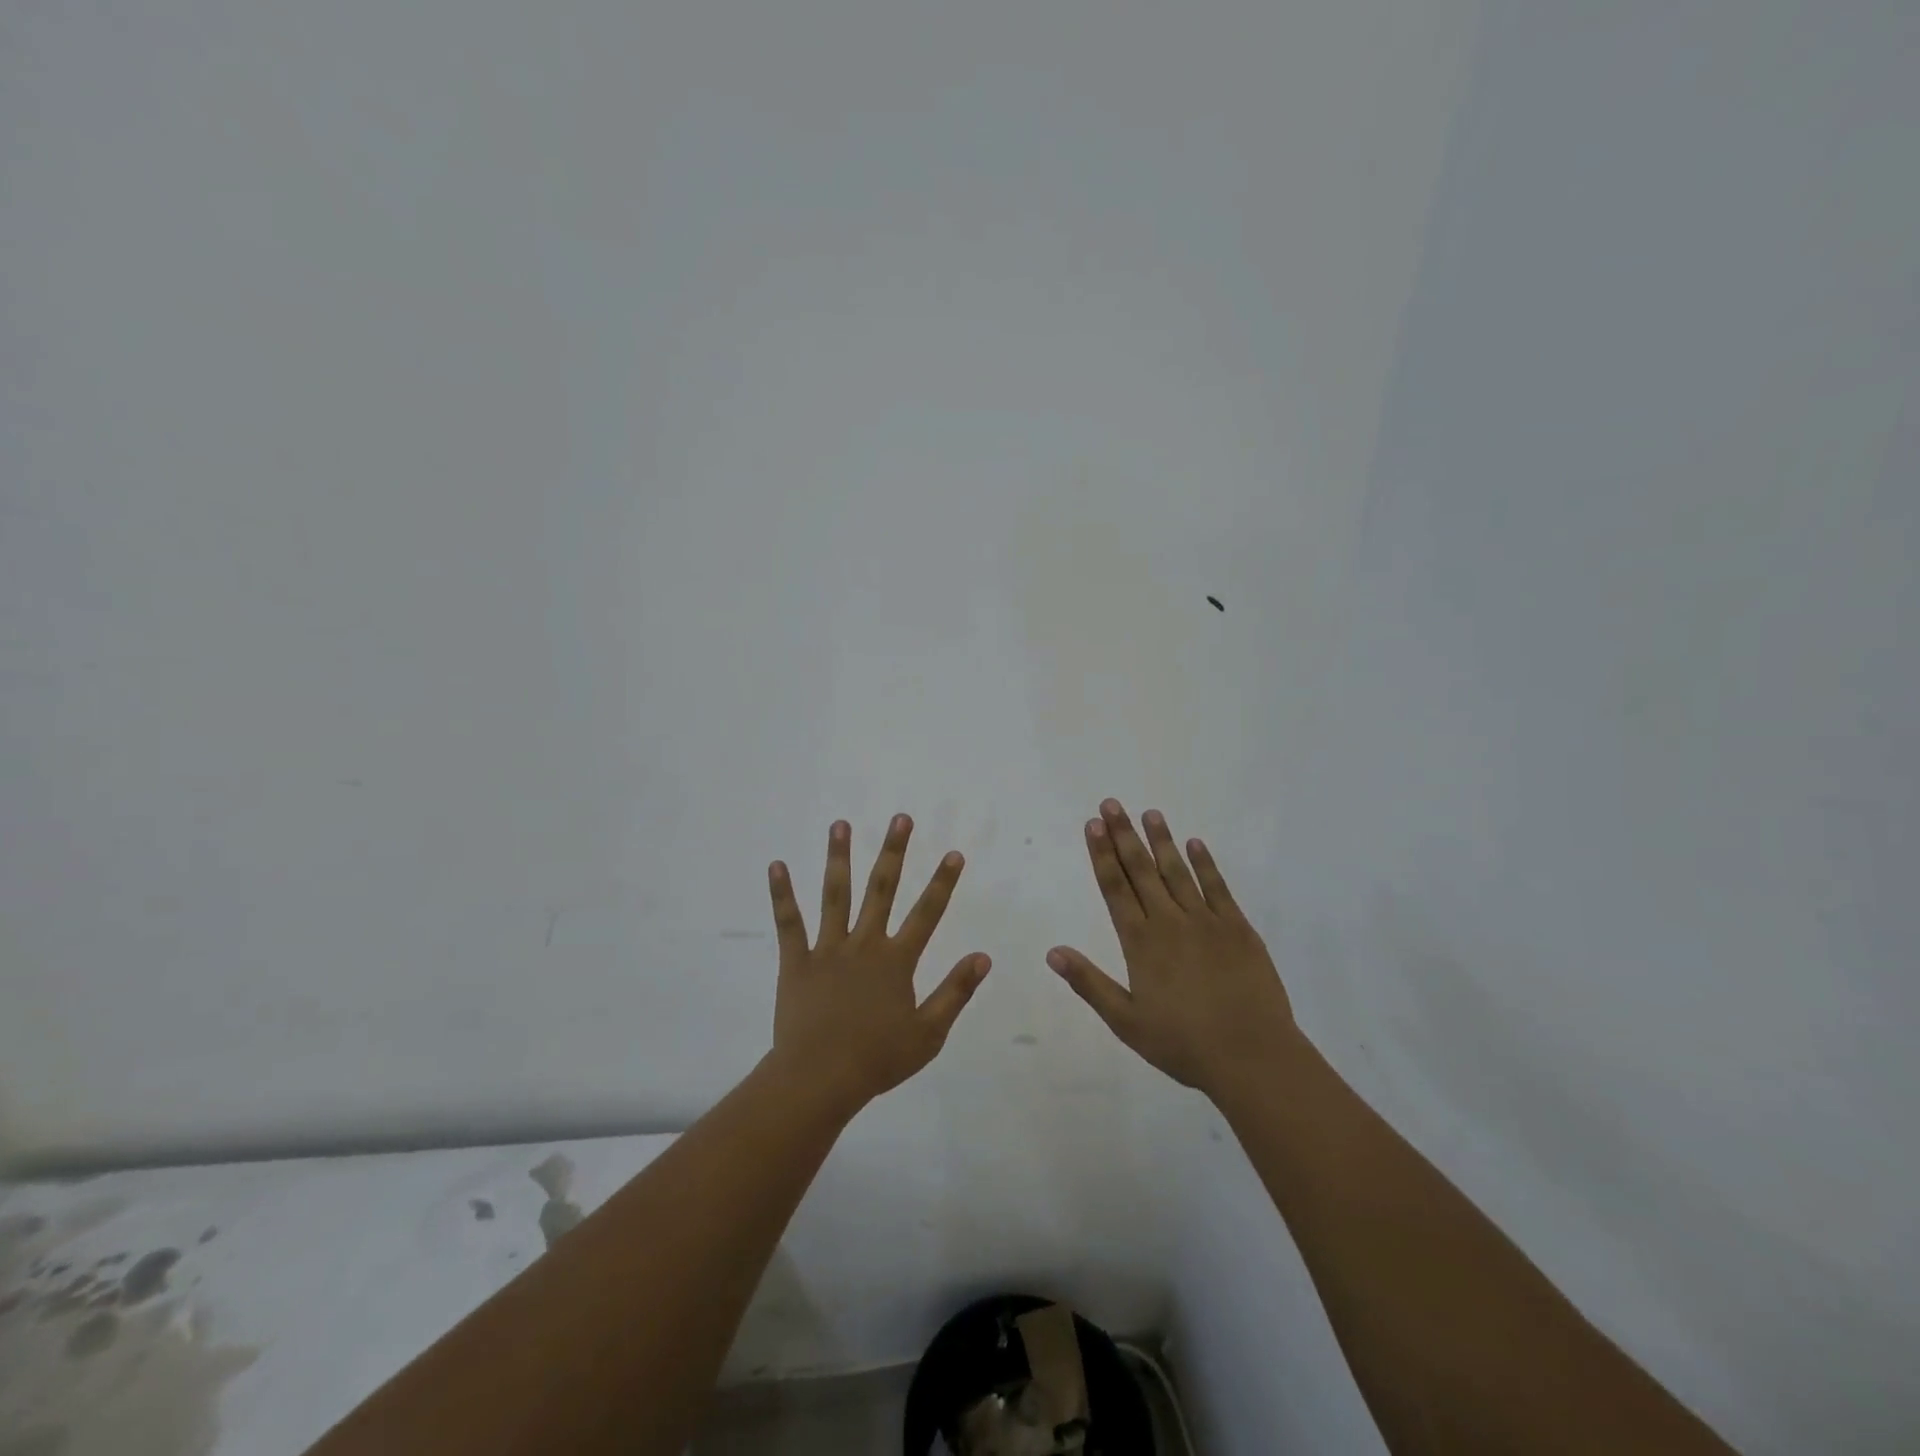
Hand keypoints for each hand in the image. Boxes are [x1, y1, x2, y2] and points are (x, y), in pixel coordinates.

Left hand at [766, 813, 990, 1115]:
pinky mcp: (796, 961)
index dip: (942, 883)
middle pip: (882, 889)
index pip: (927, 913)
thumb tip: (983, 956)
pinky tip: (776, 865)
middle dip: (894, 852)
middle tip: (900, 818)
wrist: (820, 1079)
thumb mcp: (929, 1033)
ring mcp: (828, 949)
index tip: (953, 853)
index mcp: (896, 961)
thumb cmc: (877, 1059)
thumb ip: (955, 991)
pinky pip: (789, 923)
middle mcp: (864, 944)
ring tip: (841, 824)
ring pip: (835, 894)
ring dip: (839, 858)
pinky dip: (782, 894)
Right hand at [1048, 799, 1296, 1099]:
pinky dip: (1205, 864)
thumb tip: (1053, 952)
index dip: (1102, 855)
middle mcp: (1170, 922)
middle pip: (1142, 870)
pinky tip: (1195, 844)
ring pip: (1177, 872)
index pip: (1115, 888)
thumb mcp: (1126, 1021)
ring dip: (1161, 841)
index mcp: (1141, 943)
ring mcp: (1206, 922)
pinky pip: (1217, 888)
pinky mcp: (1238, 929)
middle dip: (1124, 836)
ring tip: (1149, 813)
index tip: (1093, 825)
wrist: (1252, 1056)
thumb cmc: (1183, 1044)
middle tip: (1112, 804)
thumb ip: (1089, 983)